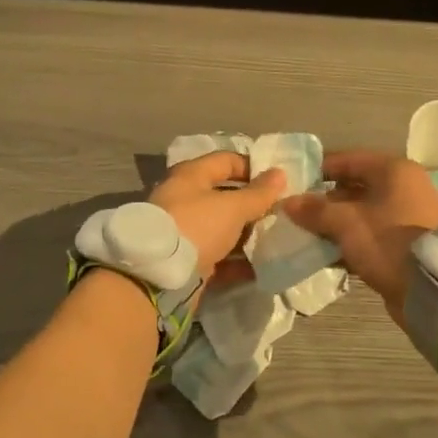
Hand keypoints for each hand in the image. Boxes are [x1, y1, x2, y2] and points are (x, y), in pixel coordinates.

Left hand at [149, 151, 286, 285]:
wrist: (157, 277)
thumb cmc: (196, 226)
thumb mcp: (232, 207)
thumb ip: (258, 193)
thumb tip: (279, 173)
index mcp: (191, 176)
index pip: (226, 160)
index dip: (253, 168)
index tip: (278, 183)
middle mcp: (184, 199)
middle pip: (225, 196)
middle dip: (252, 206)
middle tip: (280, 214)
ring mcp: (184, 231)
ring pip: (222, 228)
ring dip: (247, 235)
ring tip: (275, 241)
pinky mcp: (186, 260)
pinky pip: (217, 256)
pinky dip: (237, 262)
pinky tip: (260, 269)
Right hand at [281, 149, 437, 321]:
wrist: (432, 291)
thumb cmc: (388, 242)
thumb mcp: (346, 223)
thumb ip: (315, 210)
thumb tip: (287, 202)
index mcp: (394, 171)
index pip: (348, 160)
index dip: (319, 169)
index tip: (294, 183)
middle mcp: (404, 187)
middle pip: (355, 186)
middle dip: (325, 200)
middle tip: (297, 212)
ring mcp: (408, 215)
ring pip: (362, 212)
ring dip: (336, 222)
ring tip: (307, 233)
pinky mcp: (407, 242)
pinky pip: (371, 233)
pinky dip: (351, 239)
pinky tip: (327, 253)